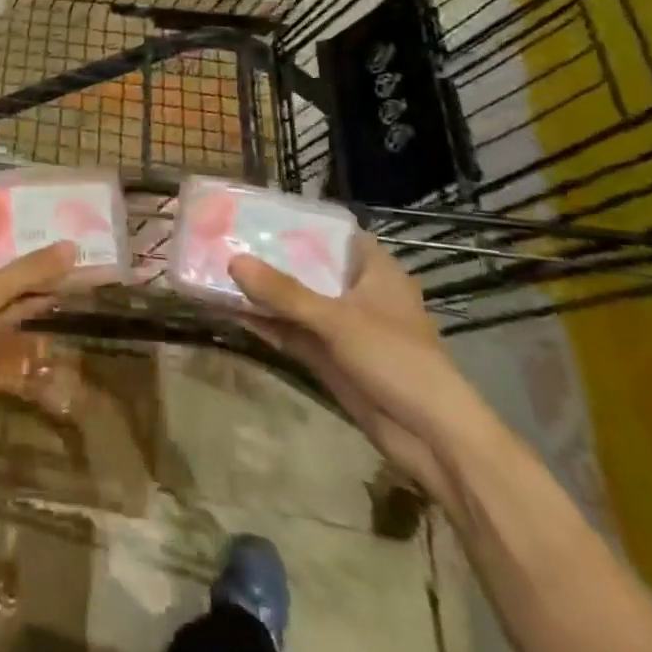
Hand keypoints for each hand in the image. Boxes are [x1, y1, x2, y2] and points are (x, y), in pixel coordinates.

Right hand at [229, 233, 485, 501]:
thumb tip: (234, 261)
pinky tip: (232, 311)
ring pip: (298, 303)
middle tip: (227, 239)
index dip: (300, 223)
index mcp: (374, 271)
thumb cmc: (396, 359)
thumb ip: (284, 293)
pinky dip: (268, 324)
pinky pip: (294, 334)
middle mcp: (358, 294)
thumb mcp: (337, 319)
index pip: (334, 233)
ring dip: (265, 294)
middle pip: (310, 267)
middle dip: (272, 257)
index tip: (259, 213)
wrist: (432, 438)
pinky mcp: (332, 359)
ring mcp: (344, 329)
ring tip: (219, 271)